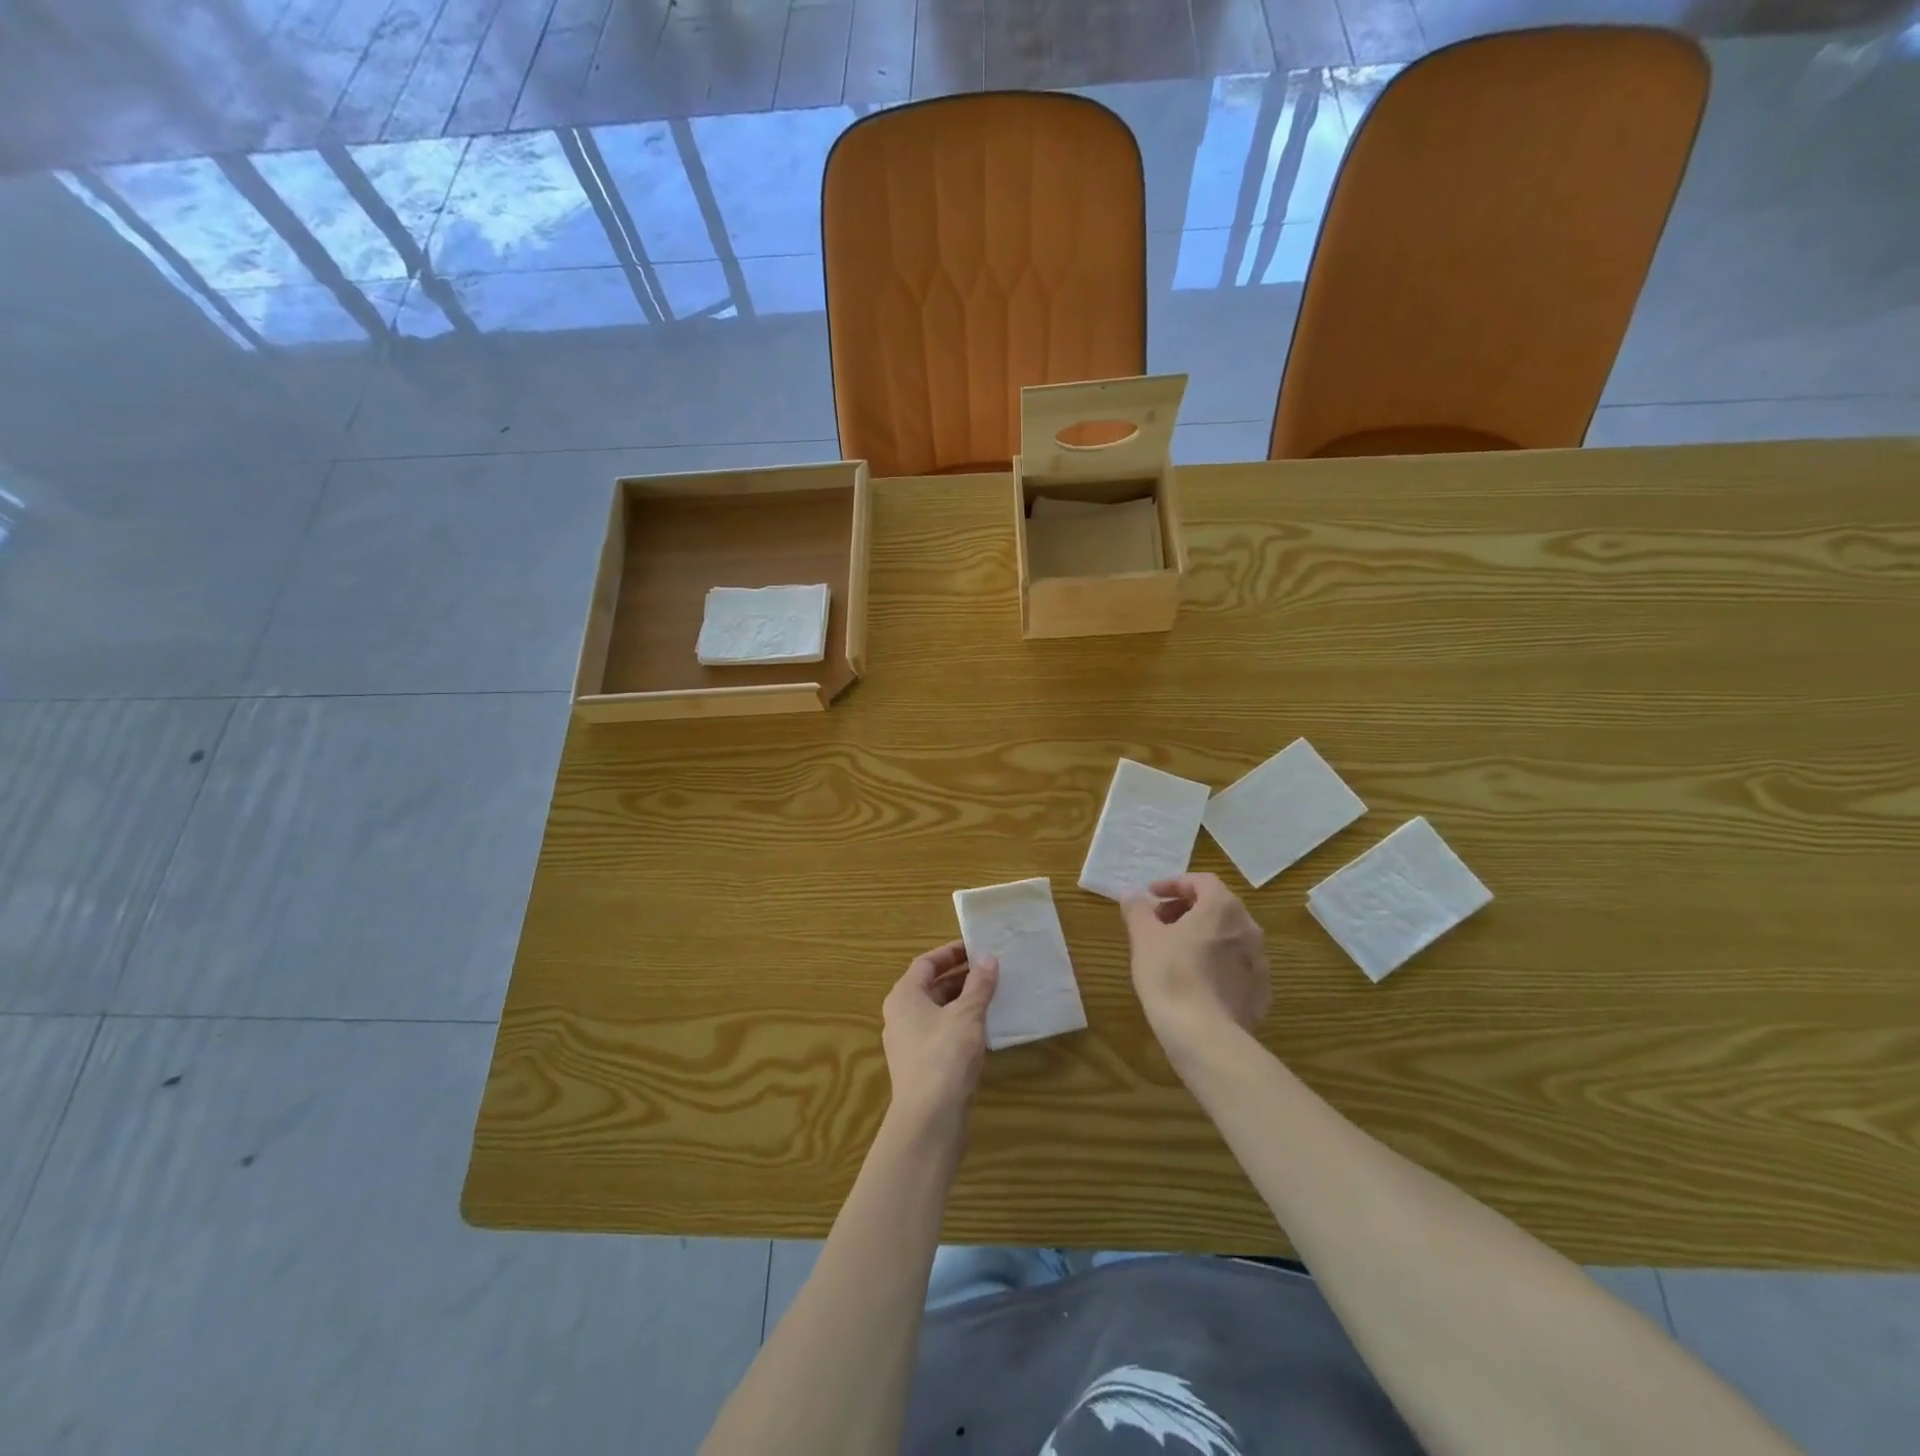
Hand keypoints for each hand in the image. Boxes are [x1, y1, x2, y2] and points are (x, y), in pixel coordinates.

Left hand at [881, 942, 998, 1132]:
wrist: (929, 1120)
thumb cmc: (944, 1056)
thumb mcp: (967, 1015)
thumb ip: (978, 985)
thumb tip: (988, 958)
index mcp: (904, 996)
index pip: (926, 963)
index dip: (951, 953)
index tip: (976, 947)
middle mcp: (901, 1016)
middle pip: (931, 987)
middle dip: (961, 978)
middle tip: (991, 970)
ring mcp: (909, 1043)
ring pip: (938, 1012)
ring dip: (963, 1002)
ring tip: (994, 996)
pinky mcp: (921, 1067)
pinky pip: (942, 1035)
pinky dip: (961, 1026)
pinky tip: (985, 1030)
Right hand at [1122, 873, 1270, 1062]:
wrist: (1204, 1035)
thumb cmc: (1170, 975)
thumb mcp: (1144, 937)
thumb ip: (1138, 909)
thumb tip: (1131, 894)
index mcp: (1223, 908)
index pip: (1202, 881)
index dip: (1174, 884)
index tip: (1151, 896)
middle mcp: (1248, 928)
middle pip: (1217, 907)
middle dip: (1186, 910)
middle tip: (1159, 923)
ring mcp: (1259, 962)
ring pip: (1228, 937)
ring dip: (1202, 936)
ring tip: (1175, 952)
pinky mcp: (1261, 992)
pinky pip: (1236, 966)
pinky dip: (1216, 963)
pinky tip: (1195, 980)